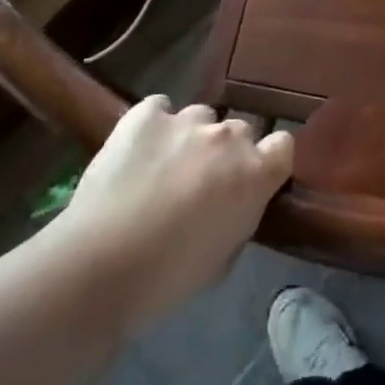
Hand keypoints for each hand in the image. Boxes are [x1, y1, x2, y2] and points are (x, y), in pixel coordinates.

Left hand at [55, 97, 293, 332]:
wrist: (102, 267)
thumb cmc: (169, 278)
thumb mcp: (224, 256)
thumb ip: (240, 215)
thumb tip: (234, 203)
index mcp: (256, 174)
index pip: (283, 145)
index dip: (268, 160)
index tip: (251, 179)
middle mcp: (229, 137)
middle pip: (240, 130)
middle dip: (226, 152)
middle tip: (201, 182)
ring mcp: (187, 120)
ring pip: (201, 116)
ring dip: (190, 138)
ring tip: (162, 166)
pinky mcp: (146, 114)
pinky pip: (159, 107)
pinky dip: (154, 124)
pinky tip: (138, 149)